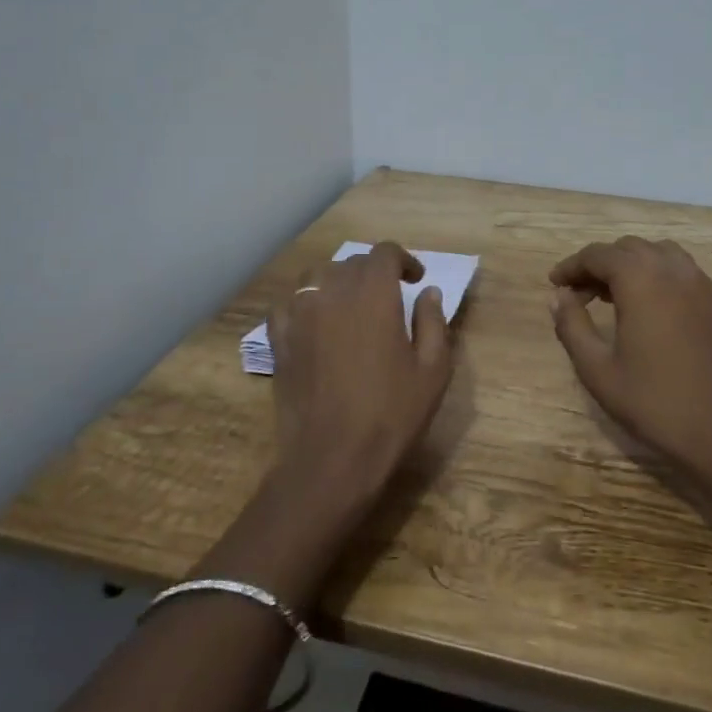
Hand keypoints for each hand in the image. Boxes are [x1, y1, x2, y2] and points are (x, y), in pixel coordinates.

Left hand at [267, 242, 453, 510]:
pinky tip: (313, 320)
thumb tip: (429, 293)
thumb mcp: (432, 370)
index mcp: (373, 294)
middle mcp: (333, 292)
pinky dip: (303, 302)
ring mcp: (299, 314)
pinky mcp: (278, 339)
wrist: (332, 457)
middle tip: (389, 298)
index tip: (415, 280)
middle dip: (373, 273)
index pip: (384, 253)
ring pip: (316, 276)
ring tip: (349, 304)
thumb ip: (433, 323)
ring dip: (337, 282)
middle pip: (351, 263)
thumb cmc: (391, 414)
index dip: (402, 260)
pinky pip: (287, 304)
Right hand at [549, 238, 711, 464]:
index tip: (554, 285)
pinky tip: (645, 304)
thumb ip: (572, 325)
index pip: (598, 255)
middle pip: (627, 248)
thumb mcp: (597, 368)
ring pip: (656, 252)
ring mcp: (699, 283)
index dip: (571, 266)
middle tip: (578, 294)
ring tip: (610, 294)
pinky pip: (679, 268)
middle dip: (599, 264)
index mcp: (641, 280)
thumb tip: (558, 297)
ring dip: (629, 264)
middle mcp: (672, 270)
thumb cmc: (651, 401)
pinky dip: (655, 273)